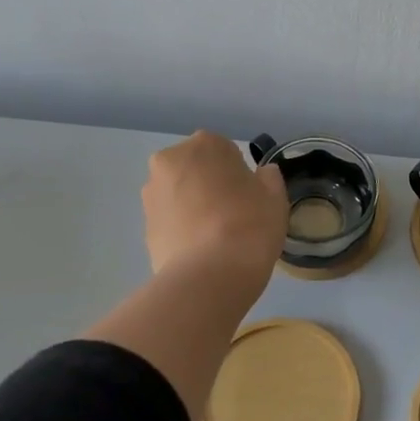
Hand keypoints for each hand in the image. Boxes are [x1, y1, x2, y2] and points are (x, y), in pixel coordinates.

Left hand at [141, 132, 287, 284]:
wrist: (209, 276)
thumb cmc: (249, 225)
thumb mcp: (275, 197)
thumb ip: (269, 178)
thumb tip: (261, 174)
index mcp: (204, 145)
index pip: (226, 151)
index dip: (240, 174)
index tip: (249, 197)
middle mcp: (169, 161)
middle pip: (196, 169)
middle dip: (210, 185)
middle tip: (232, 214)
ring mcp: (151, 194)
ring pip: (180, 194)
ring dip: (194, 206)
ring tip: (215, 236)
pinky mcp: (144, 226)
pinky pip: (170, 220)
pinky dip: (182, 228)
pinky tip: (201, 250)